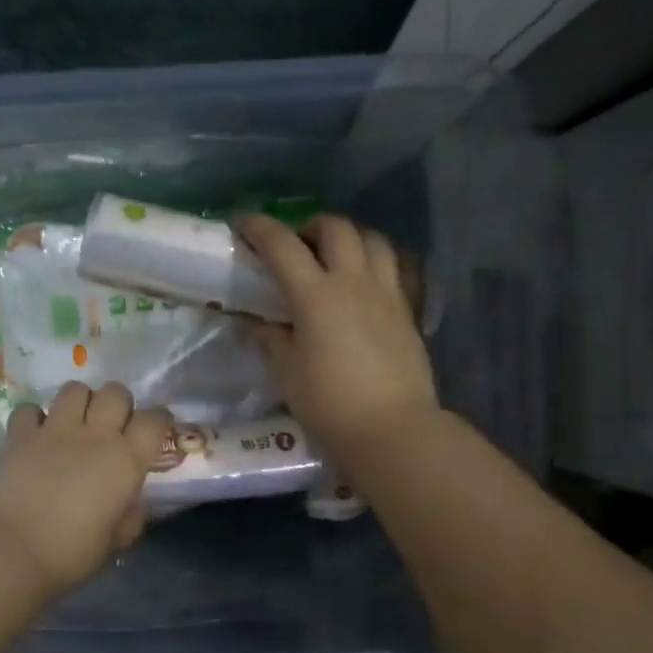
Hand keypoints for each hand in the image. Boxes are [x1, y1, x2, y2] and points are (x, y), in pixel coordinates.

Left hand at [0, 382, 171, 595]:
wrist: (16, 552)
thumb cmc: (74, 552)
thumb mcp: (117, 539)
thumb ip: (131, 516)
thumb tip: (133, 504)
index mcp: (126, 459)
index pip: (155, 419)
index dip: (159, 421)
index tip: (155, 433)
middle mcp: (95, 435)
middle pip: (115, 392)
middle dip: (118, 404)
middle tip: (112, 427)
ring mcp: (55, 430)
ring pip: (75, 389)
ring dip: (79, 402)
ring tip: (75, 423)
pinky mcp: (20, 436)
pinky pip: (30, 409)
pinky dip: (34, 418)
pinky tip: (36, 435)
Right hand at [235, 212, 439, 460]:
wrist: (392, 428)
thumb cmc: (329, 404)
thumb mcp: (287, 374)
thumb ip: (271, 342)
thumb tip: (260, 326)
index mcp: (316, 295)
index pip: (283, 246)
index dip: (260, 228)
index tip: (243, 224)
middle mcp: (354, 283)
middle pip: (336, 229)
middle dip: (311, 226)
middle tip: (297, 245)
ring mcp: (387, 294)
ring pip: (373, 240)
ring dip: (350, 238)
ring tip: (336, 258)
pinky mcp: (408, 311)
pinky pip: (396, 268)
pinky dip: (377, 262)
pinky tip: (366, 283)